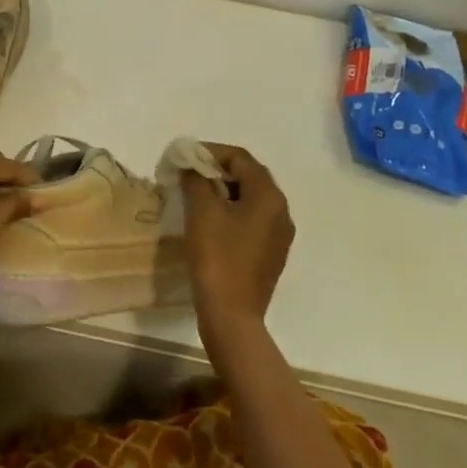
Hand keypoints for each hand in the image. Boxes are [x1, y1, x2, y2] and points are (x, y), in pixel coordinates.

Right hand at [180, 144, 294, 363]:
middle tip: (189, 174)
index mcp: (269, 196)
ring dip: (224, 191)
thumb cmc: (217, 256)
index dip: (211, 152)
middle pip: (249, 176)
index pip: (240, 158)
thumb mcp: (201, 211)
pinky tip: (210, 223)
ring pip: (250, 199)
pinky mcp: (271, 254)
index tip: (185, 158)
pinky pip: (252, 220)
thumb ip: (196, 179)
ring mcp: (279, 235)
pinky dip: (232, 212)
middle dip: (218, 171)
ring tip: (196, 196)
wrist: (232, 315)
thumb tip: (191, 164)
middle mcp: (281, 211)